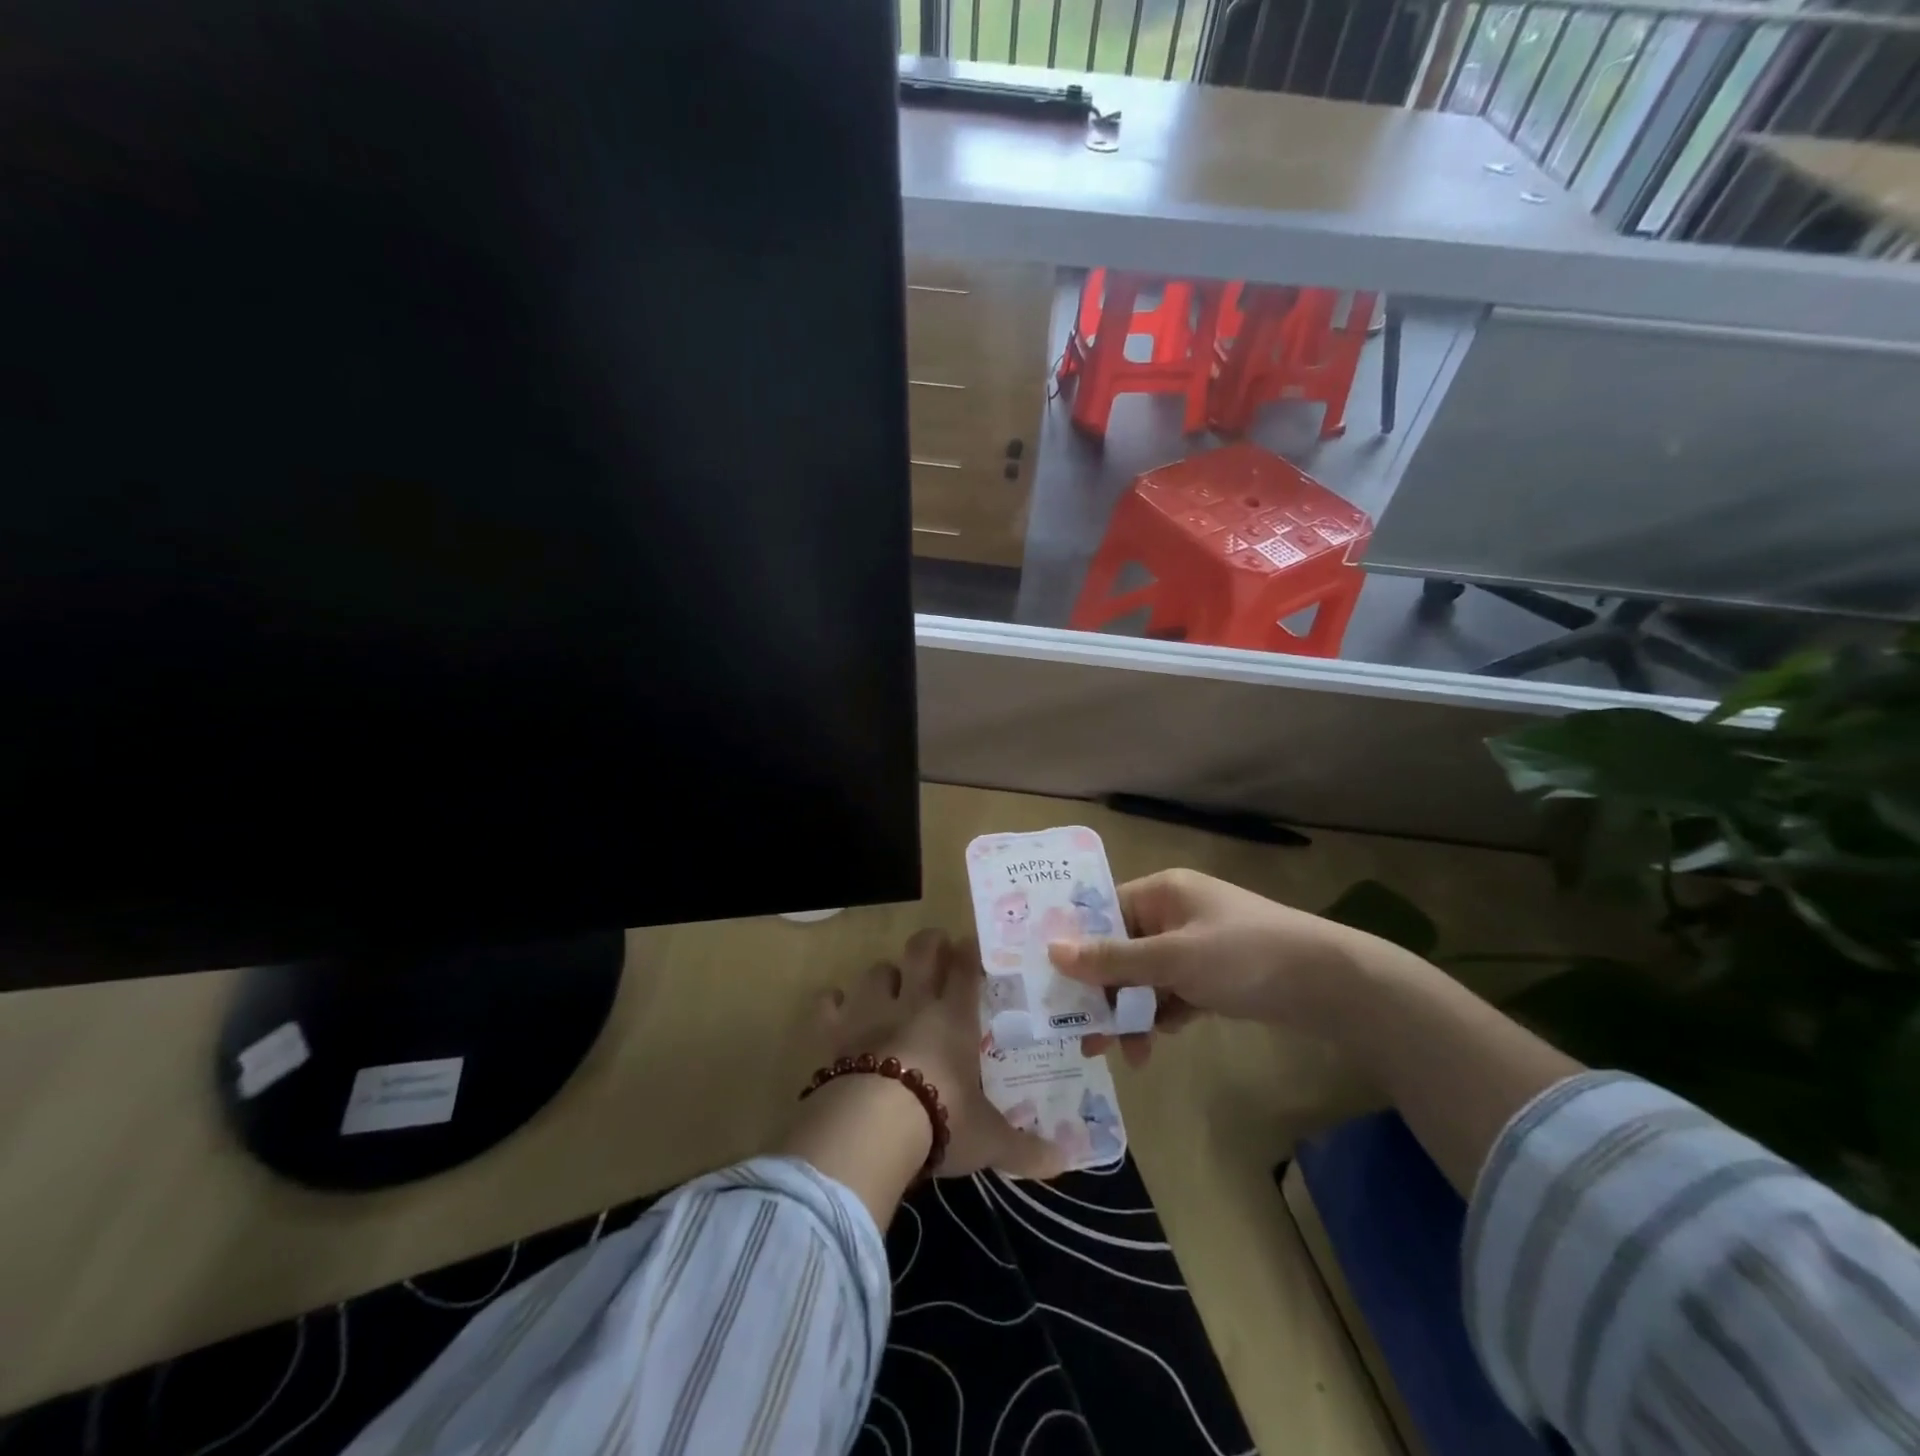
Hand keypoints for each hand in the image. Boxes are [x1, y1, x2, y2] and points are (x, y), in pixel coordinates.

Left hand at [817, 929, 1063, 1180]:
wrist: (873, 1127)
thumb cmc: (941, 1121)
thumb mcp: (988, 1139)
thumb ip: (1023, 1148)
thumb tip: (1063, 1162)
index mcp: (954, 1018)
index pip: (966, 969)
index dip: (969, 953)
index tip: (972, 946)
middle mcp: (913, 1003)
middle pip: (922, 951)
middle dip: (930, 944)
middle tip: (936, 948)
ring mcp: (870, 1012)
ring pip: (877, 972)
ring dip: (884, 975)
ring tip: (890, 986)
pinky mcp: (835, 1031)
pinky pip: (828, 1004)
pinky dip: (833, 1003)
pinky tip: (837, 1009)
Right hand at [1046, 868, 1393, 1065]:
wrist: (1330, 985)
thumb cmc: (1244, 956)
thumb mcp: (1173, 958)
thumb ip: (1113, 959)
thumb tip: (1053, 951)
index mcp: (1162, 893)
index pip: (1103, 912)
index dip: (1077, 945)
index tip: (1050, 983)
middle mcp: (1173, 914)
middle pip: (1121, 950)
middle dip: (1104, 992)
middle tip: (1083, 1036)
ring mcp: (1194, 947)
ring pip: (1144, 978)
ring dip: (1131, 1013)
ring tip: (1125, 1053)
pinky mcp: (1212, 977)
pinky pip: (1170, 994)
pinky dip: (1160, 1017)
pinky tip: (1154, 1045)